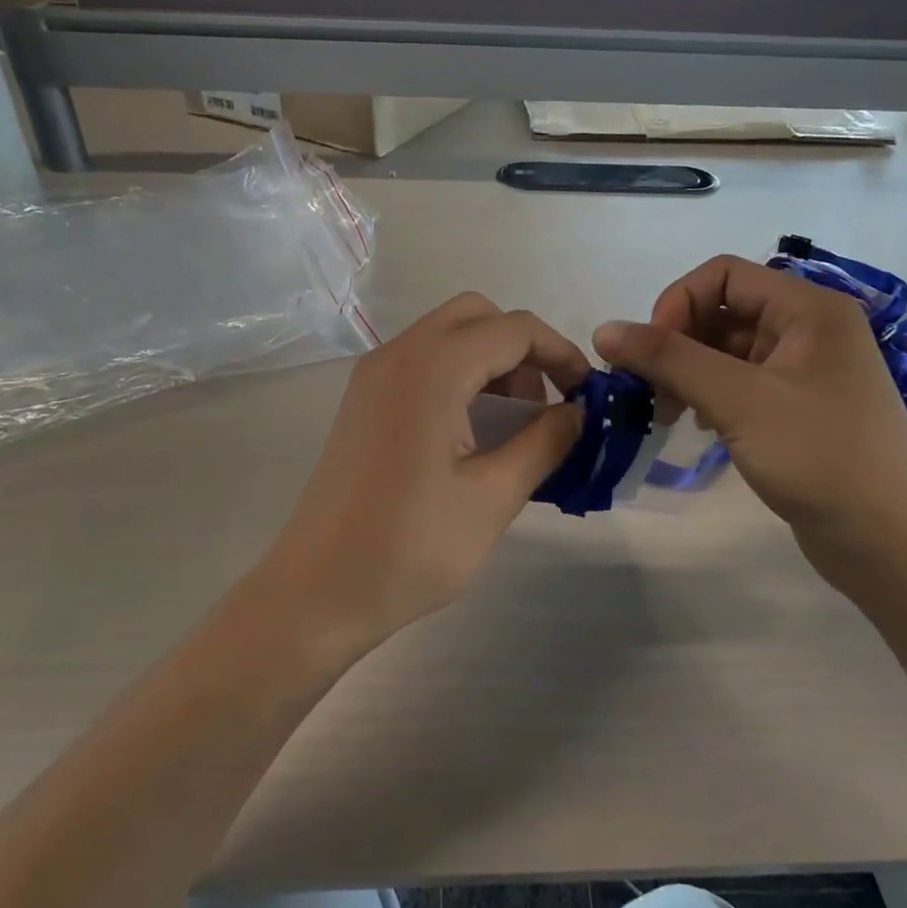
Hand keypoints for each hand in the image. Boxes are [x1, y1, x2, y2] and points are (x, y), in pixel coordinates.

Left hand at [260, 293, 589, 659]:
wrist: (319, 591)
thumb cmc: (410, 547)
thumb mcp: (494, 496)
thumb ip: (545, 442)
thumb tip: (579, 412)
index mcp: (431, 370)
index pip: (513, 329)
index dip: (560, 353)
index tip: (587, 394)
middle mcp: (397, 356)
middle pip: (476, 316)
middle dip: (523, 348)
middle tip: (548, 402)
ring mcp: (373, 377)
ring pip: (447, 337)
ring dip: (492, 361)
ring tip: (517, 422)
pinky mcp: (363, 402)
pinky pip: (422, 363)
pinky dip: (460, 376)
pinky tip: (475, 431)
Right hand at [594, 255, 906, 581]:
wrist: (892, 542)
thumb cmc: (820, 457)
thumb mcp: (739, 400)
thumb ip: (669, 360)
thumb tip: (604, 330)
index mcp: (808, 308)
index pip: (723, 275)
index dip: (676, 304)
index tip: (649, 354)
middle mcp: (809, 329)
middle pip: (723, 311)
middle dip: (677, 343)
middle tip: (649, 390)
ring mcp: (805, 372)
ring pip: (728, 351)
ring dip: (688, 372)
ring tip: (665, 413)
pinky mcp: (798, 410)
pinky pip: (741, 385)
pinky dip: (708, 396)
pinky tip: (693, 425)